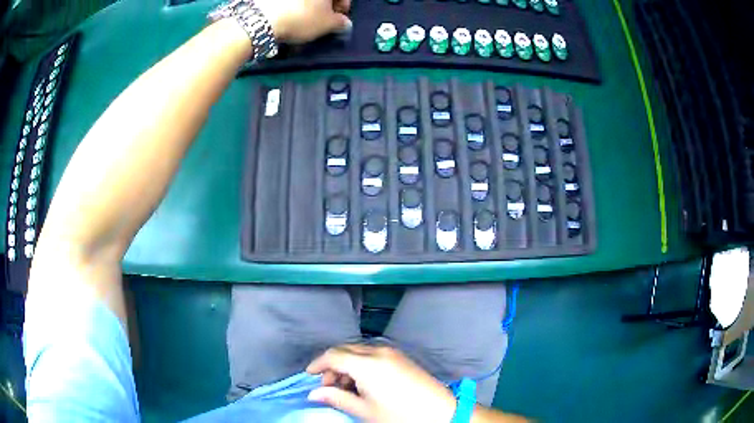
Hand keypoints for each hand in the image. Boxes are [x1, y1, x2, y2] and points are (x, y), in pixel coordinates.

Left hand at [255, 0, 352, 42]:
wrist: (263, 18)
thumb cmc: (302, 18)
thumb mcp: (328, 24)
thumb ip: (340, 22)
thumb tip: (343, 22)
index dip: (344, 5)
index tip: (339, 18)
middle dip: (324, 5)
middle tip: (322, 19)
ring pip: (304, 0)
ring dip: (308, 5)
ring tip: (304, 19)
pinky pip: (288, 2)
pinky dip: (292, 6)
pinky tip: (290, 17)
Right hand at [306, 345, 456, 422]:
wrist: (440, 412)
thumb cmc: (399, 415)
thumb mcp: (364, 411)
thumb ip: (337, 399)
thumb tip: (314, 394)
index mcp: (366, 364)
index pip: (333, 355)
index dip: (317, 364)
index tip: (309, 376)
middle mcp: (378, 351)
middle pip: (345, 350)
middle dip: (332, 366)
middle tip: (329, 387)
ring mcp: (392, 352)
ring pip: (359, 352)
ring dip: (347, 365)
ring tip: (346, 388)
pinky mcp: (401, 357)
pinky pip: (373, 355)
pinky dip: (362, 364)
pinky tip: (363, 383)